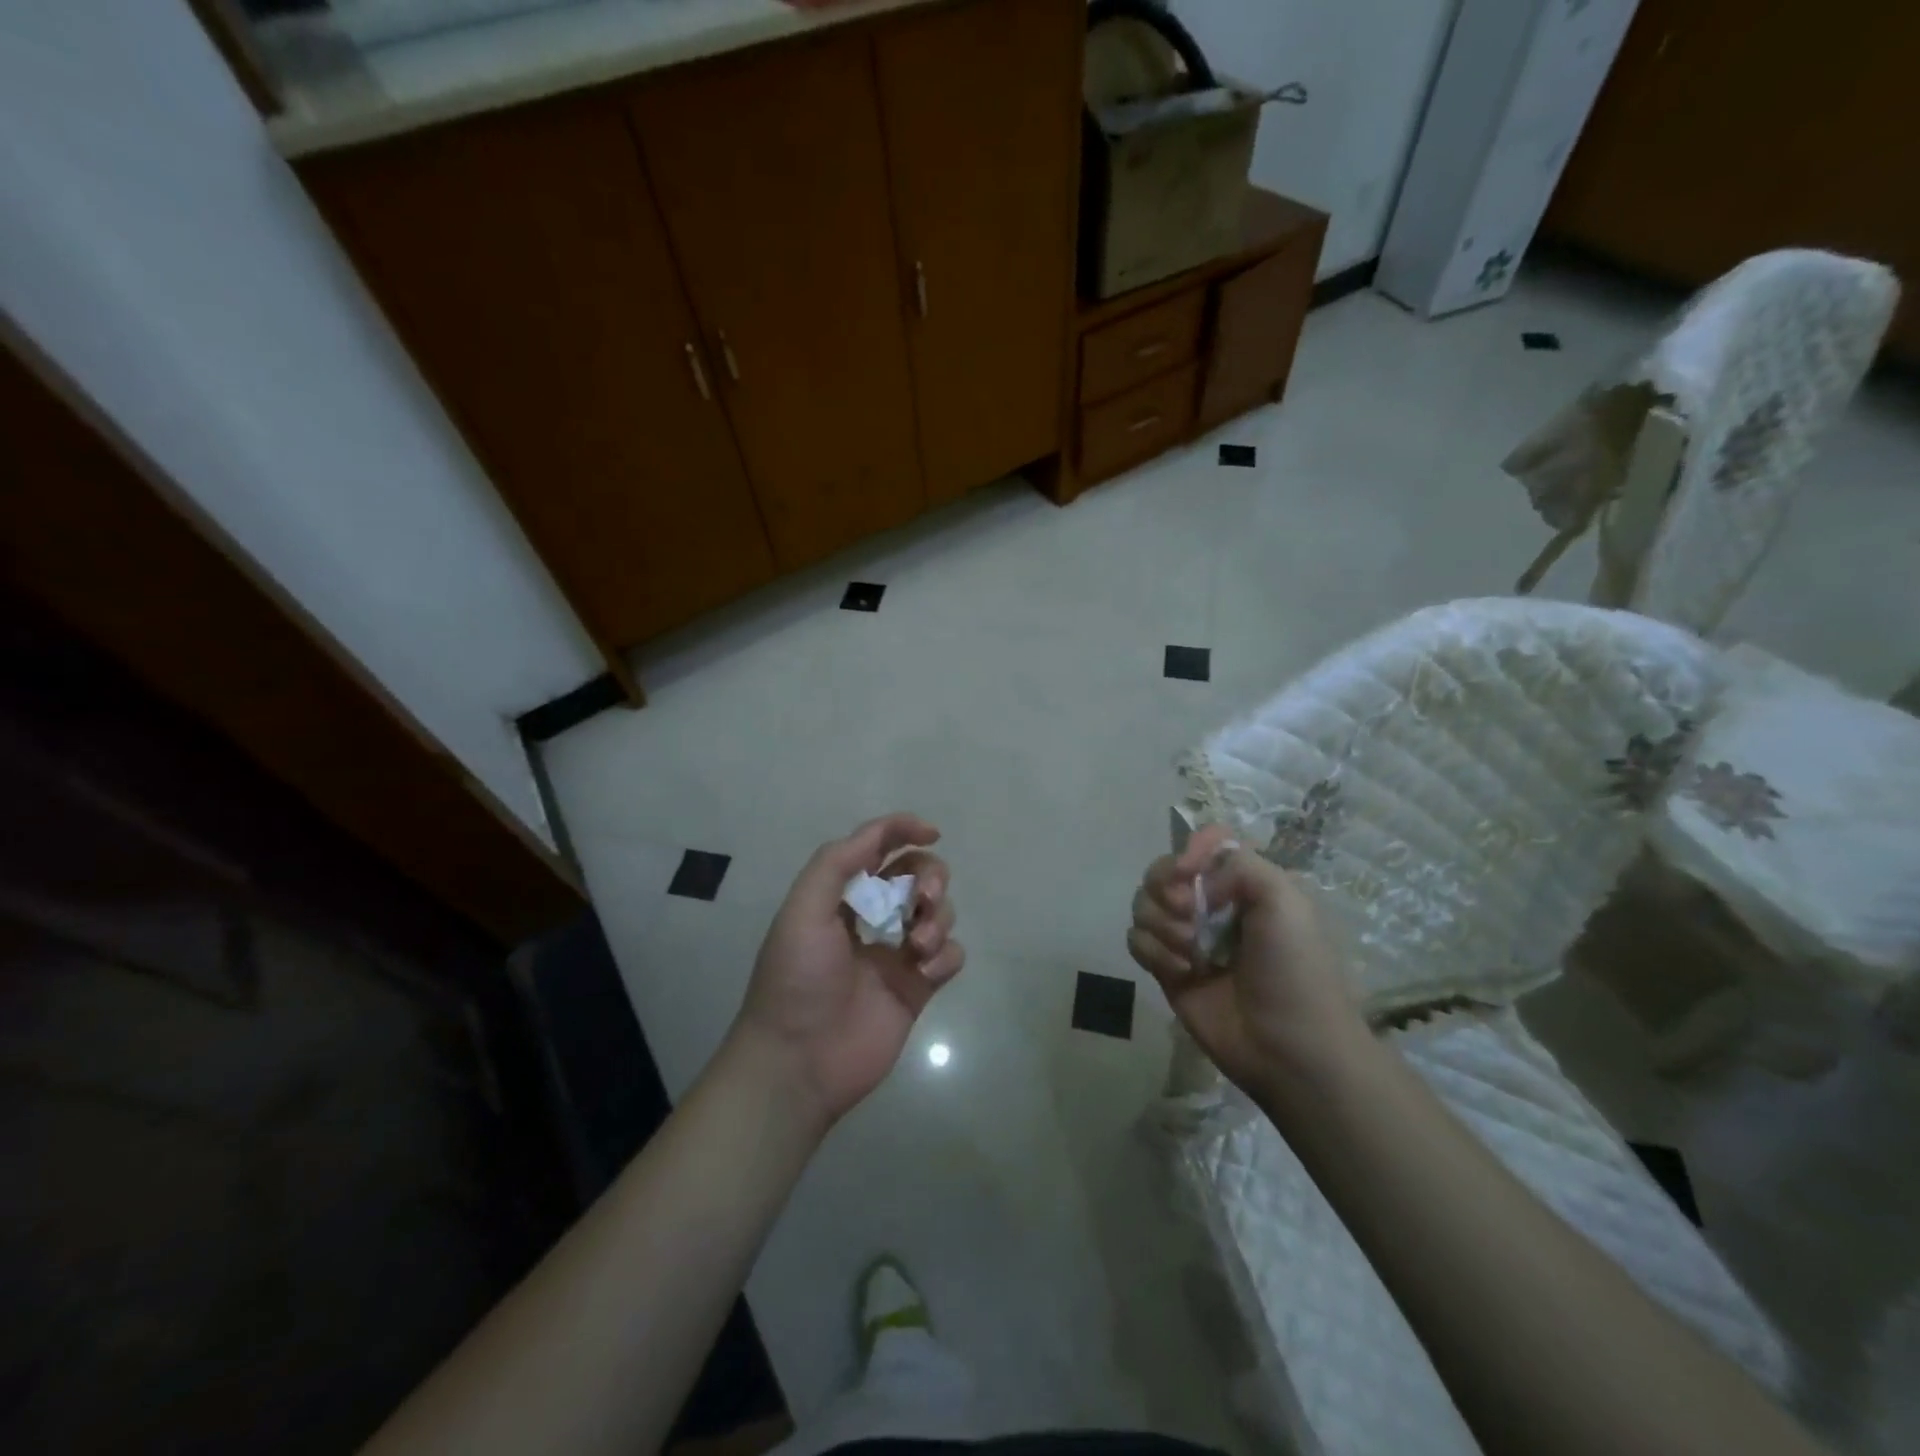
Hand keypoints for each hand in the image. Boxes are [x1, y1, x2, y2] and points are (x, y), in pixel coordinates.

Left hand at [733, 813, 963, 1130]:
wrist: (799, 1061)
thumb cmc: (796, 978)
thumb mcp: (803, 909)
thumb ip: (837, 863)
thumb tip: (880, 833)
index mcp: (840, 897)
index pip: (877, 848)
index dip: (903, 830)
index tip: (931, 832)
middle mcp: (871, 918)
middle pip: (917, 875)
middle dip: (930, 876)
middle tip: (923, 898)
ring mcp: (897, 953)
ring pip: (939, 913)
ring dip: (938, 917)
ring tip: (918, 945)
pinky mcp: (917, 988)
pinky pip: (950, 956)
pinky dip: (946, 954)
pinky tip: (926, 970)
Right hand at [1128, 824, 1361, 1099]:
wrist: (1289, 1047)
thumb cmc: (1294, 969)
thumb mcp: (1285, 900)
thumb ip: (1237, 863)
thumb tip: (1189, 879)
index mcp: (1243, 882)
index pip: (1204, 842)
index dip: (1188, 848)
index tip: (1186, 871)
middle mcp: (1211, 903)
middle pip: (1162, 870)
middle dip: (1166, 888)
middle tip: (1187, 913)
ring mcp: (1186, 936)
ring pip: (1144, 904)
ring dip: (1161, 923)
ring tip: (1190, 952)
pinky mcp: (1166, 968)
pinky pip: (1136, 940)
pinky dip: (1153, 951)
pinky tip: (1180, 972)